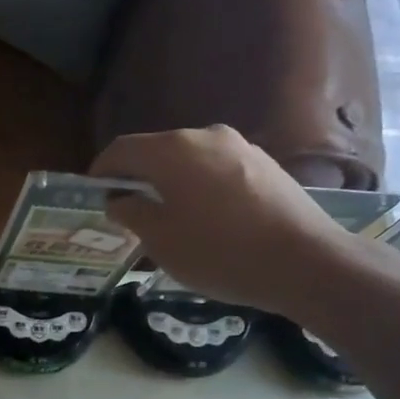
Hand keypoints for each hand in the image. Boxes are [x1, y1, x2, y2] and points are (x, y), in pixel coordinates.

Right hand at [89, 125, 362, 317]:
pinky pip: (216, 169)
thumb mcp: (161, 240)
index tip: (93, 195)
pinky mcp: (264, 164)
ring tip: (167, 218)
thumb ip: (131, 213)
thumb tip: (119, 199)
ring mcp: (239, 147)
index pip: (121, 149)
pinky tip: (205, 218)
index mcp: (172, 151)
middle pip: (156, 151)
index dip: (101, 171)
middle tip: (127, 211)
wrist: (306, 262)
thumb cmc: (220, 252)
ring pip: (188, 160)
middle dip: (136, 178)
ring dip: (169, 183)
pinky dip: (199, 186)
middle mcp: (205, 136)